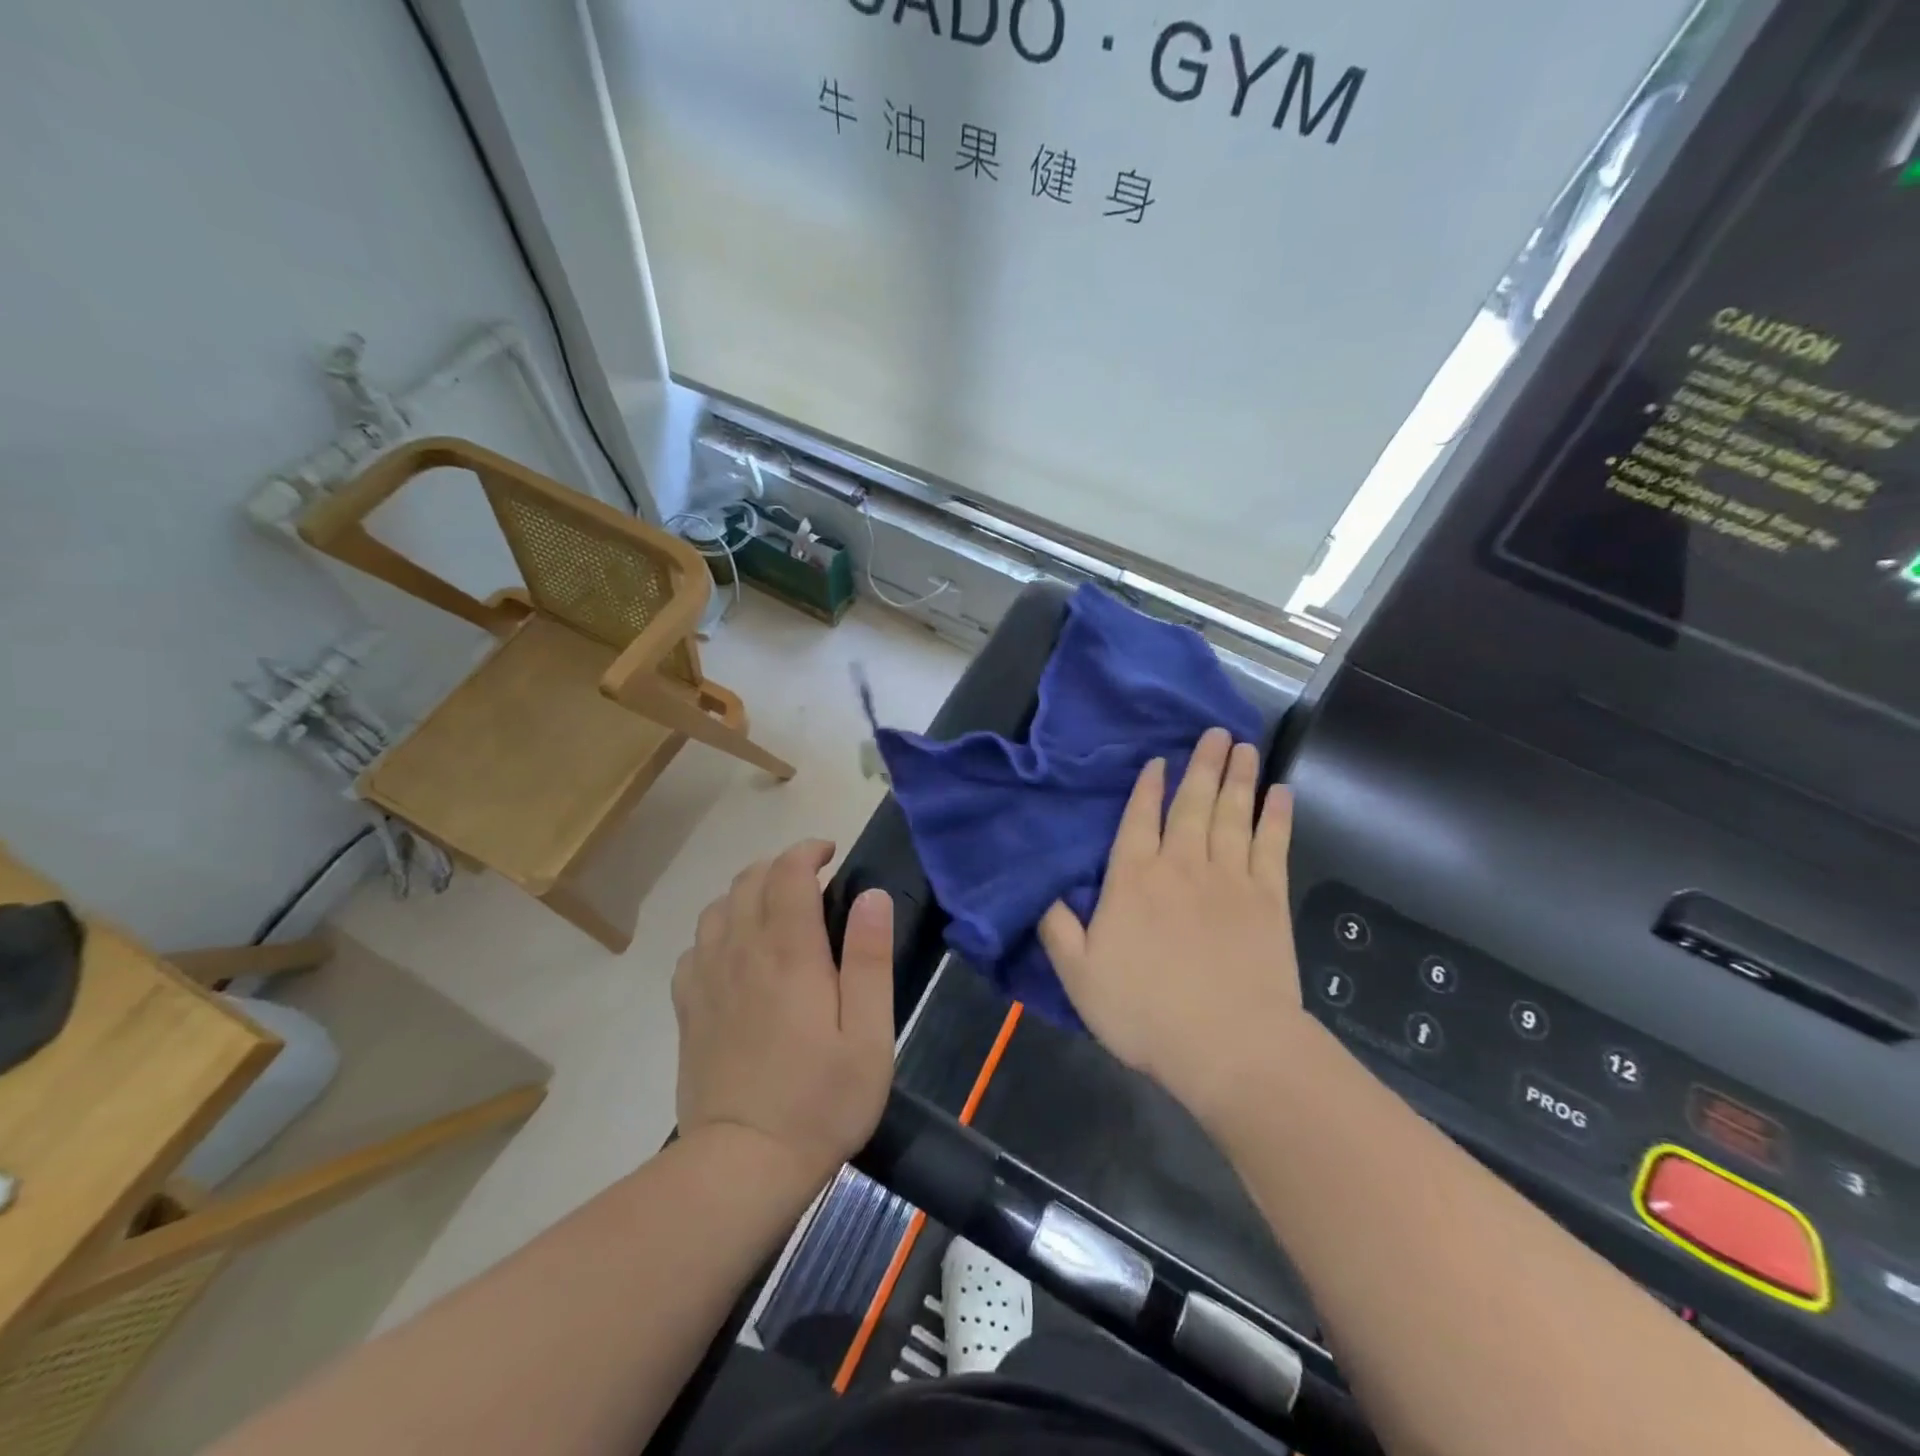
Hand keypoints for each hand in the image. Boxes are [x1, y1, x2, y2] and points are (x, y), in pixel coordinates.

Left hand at [673, 841, 894, 1183]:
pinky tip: (736, 952)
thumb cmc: (821, 1100)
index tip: (830, 854)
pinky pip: (694, 946)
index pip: (788, 873)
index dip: (807, 851)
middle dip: (779, 865)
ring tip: (775, 909)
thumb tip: (872, 895)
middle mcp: (741, 952)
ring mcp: (707, 979)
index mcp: (789, 953)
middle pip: (748, 880)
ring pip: (717, 907)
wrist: (743, 1165)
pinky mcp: (688, 1008)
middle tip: (810, 880)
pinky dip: (717, 930)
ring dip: (747, 892)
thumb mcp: (869, 1034)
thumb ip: (870, 958)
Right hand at [1039, 728, 1302, 1121]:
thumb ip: (1058, 928)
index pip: (1139, 819)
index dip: (1148, 787)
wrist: (1228, 1046)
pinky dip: (1277, 816)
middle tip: (1215, 732)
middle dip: (1201, 765)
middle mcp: (1181, 865)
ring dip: (1237, 778)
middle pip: (1192, 804)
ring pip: (1232, 814)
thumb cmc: (1145, 1012)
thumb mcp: (1079, 975)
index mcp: (1133, 879)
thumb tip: (1047, 891)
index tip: (1159, 760)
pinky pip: (1272, 845)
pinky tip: (1281, 794)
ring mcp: (1229, 878)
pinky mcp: (1268, 898)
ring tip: (1243, 746)